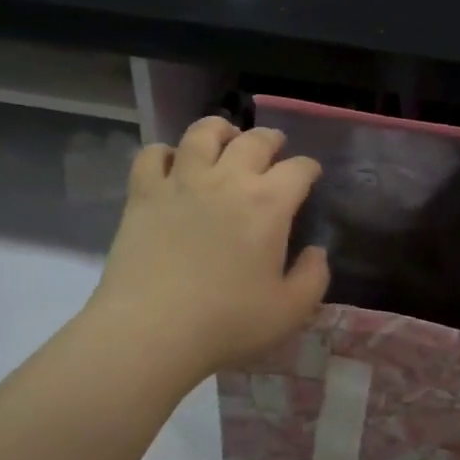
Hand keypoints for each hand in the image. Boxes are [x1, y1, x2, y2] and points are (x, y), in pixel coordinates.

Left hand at [88, 117, 328, 384]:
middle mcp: (227, 179)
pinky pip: (152, 155)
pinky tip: (170, 162)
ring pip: (202, 134)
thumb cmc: (227, 322)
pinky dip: (164, 152)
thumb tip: (316, 252)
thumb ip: (313, 278)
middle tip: (274, 147)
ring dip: (220, 130)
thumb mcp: (289, 311)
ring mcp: (181, 181)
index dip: (308, 168)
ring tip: (225, 136)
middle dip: (270, 139)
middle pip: (254, 140)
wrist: (151, 329)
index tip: (310, 175)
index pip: (298, 169)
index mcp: (268, 204)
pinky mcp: (143, 193)